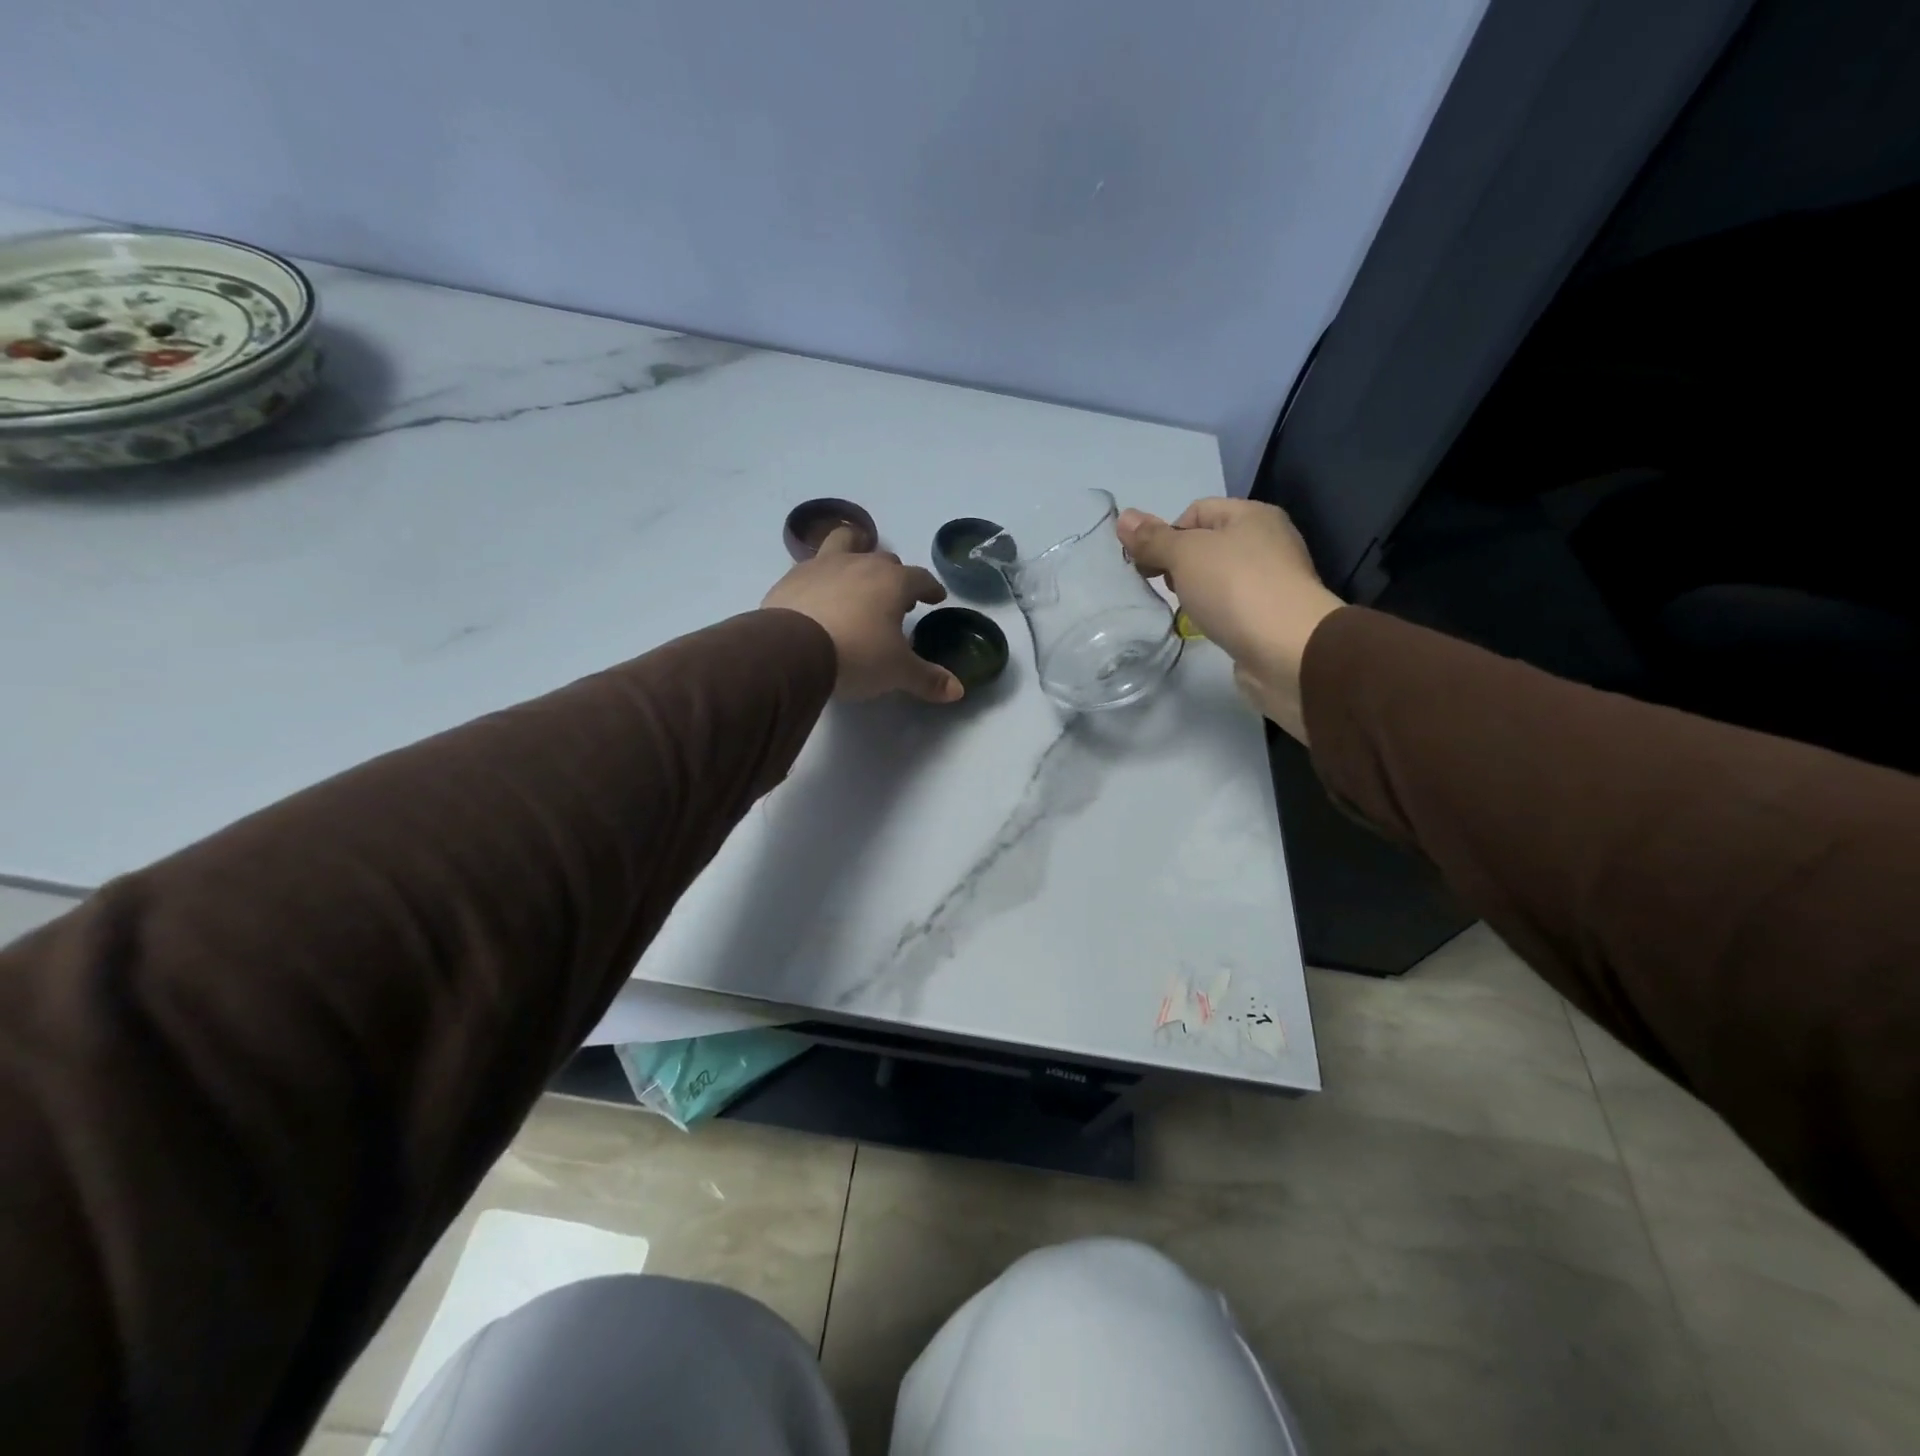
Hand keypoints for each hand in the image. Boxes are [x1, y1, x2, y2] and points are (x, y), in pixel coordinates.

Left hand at [762, 527, 964, 702]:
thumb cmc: (856, 655)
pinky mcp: (791, 578)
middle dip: (894, 576)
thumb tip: (957, 690)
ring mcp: (822, 566)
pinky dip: (821, 577)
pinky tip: (818, 596)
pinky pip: (812, 567)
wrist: (791, 651)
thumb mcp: (897, 672)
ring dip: (855, 552)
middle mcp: (860, 564)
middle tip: (896, 600)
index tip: (935, 598)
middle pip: (884, 559)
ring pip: (845, 543)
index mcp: (892, 582)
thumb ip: (927, 679)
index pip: (920, 578)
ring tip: (855, 574)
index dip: (930, 588)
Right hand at [1118, 498, 1342, 740]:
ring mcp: (1273, 580)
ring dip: (1196, 590)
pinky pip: (1232, 605)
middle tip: (1168, 588)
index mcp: (1252, 514)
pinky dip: (1215, 612)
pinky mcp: (1271, 615)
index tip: (1152, 565)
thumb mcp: (1185, 555)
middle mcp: (1267, 541)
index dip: (1167, 534)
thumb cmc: (1235, 588)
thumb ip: (1153, 539)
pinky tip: (1207, 626)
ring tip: (1186, 610)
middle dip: (1179, 564)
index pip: (1196, 511)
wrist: (1287, 649)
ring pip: (1218, 577)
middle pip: (1207, 544)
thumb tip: (1123, 517)